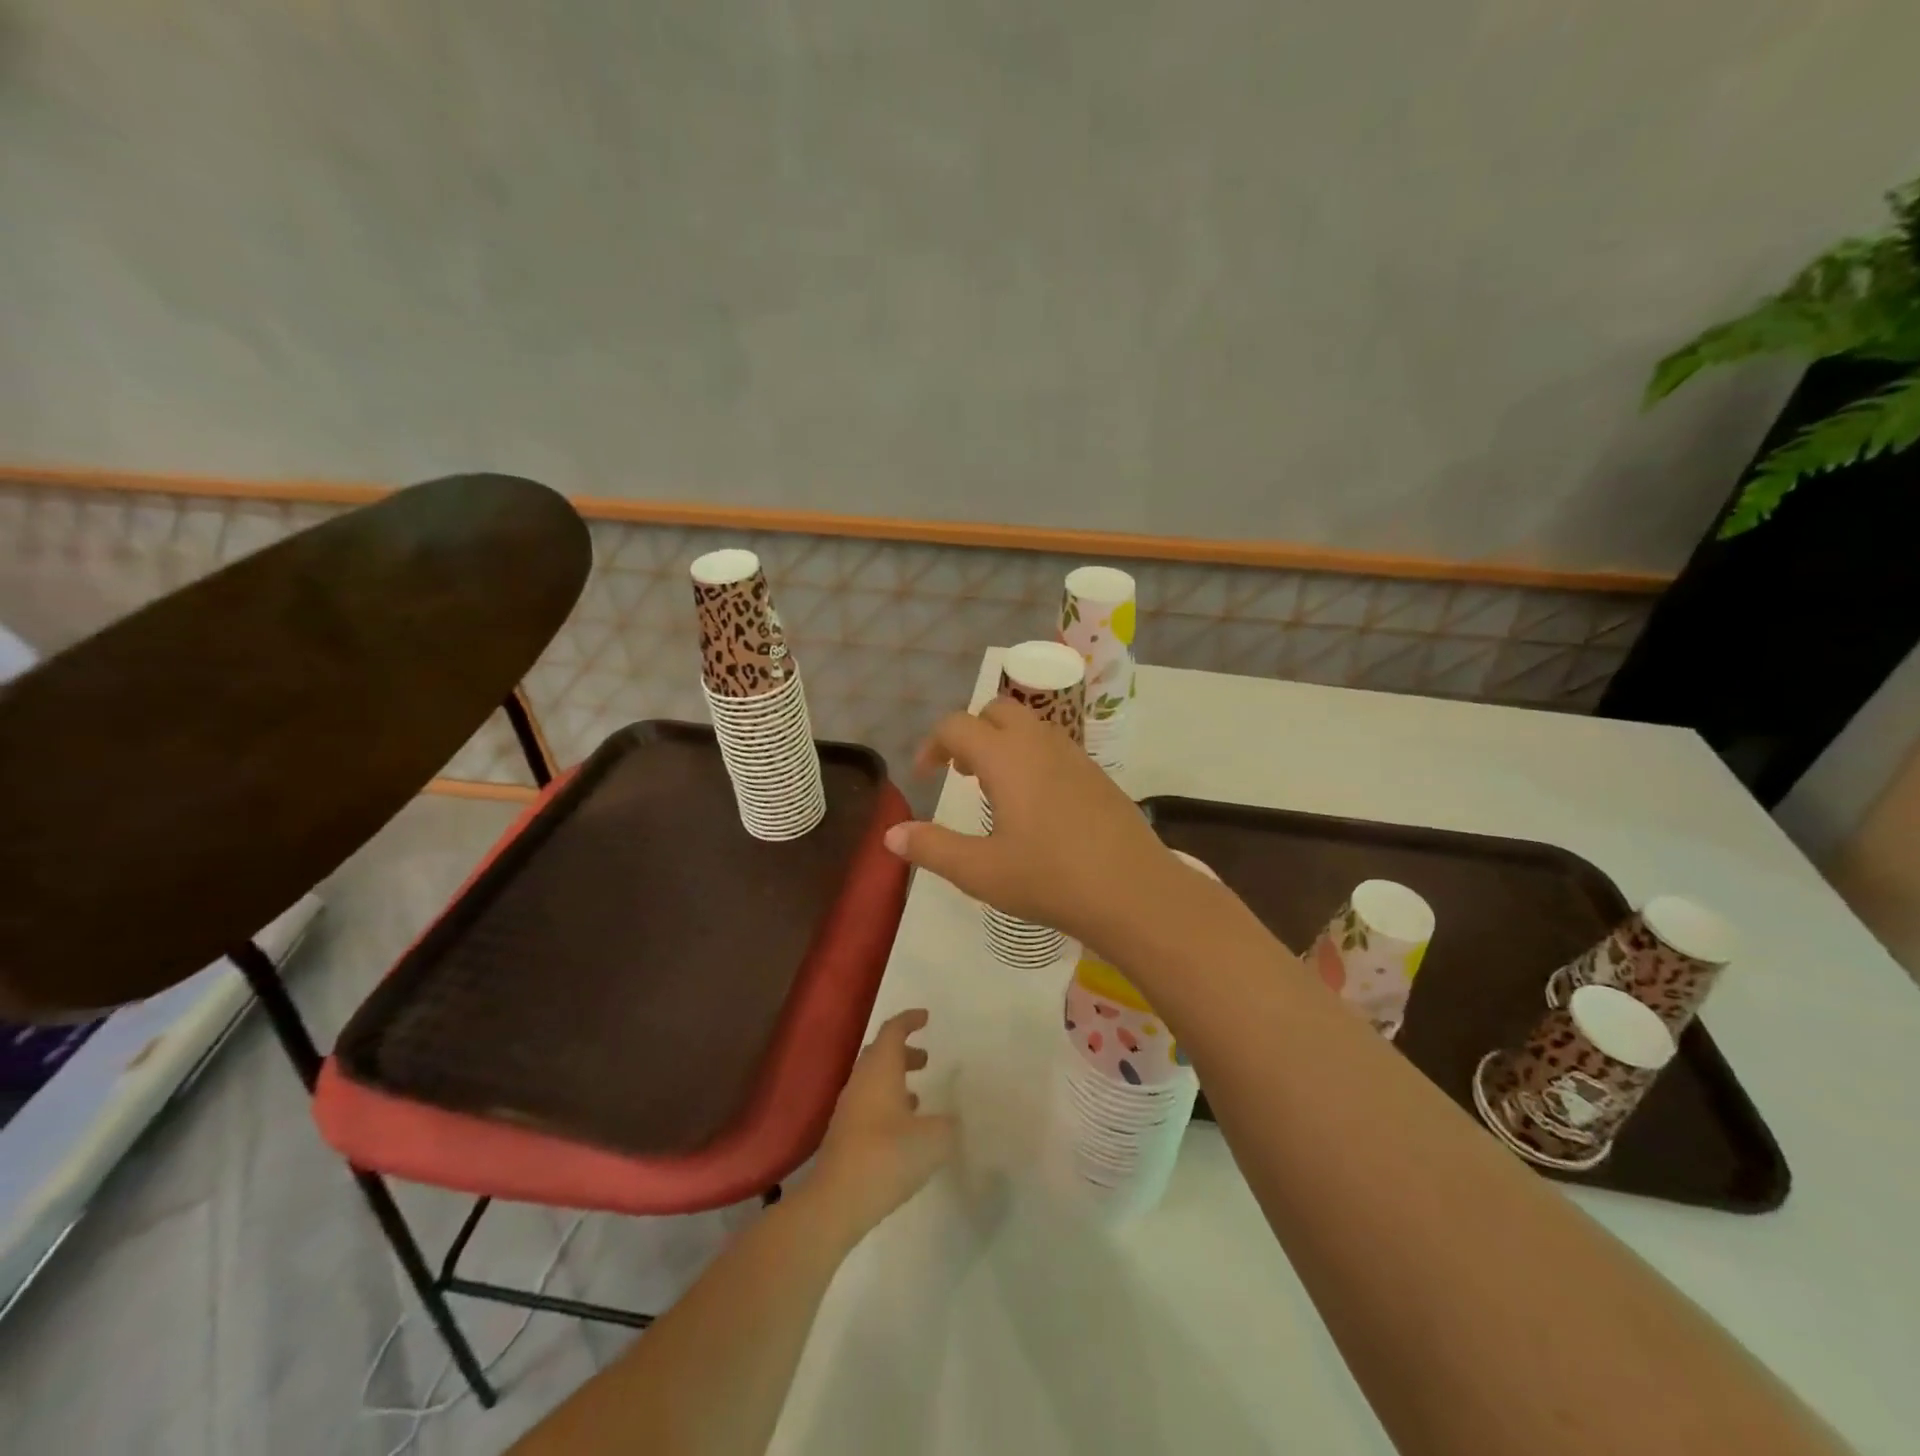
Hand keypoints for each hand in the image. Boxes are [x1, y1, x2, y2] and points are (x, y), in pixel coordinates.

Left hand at [811, 1010, 956, 1239]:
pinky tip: (903, 1129)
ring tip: (919, 1096)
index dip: (909, 1020)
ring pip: (873, 1081)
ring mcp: (849, 1109)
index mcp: (880, 1069)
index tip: (925, 1017)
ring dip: (895, 1080)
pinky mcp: (844, 1135)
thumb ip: (948, 1125)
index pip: (892, 1031)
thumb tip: (950, 1120)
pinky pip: (868, 1105)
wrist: (836, 1202)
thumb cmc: (887, 1156)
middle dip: (903, 1052)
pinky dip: (887, 1104)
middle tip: (926, 1059)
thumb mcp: (934, 1140)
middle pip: (880, 1054)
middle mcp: (861, 1081)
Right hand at [882, 700, 1185, 952]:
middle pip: (997, 710)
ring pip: (1031, 726)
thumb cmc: (1050, 879)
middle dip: (971, 732)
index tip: (926, 776)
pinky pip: (1055, 747)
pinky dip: (1033, 757)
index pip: (957, 726)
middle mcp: (1040, 743)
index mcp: (1006, 757)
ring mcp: (1075, 756)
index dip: (933, 745)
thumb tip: (891, 835)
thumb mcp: (980, 871)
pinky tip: (1037, 805)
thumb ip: (932, 848)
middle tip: (962, 773)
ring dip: (1004, 743)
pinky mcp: (1097, 774)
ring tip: (995, 789)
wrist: (1134, 891)